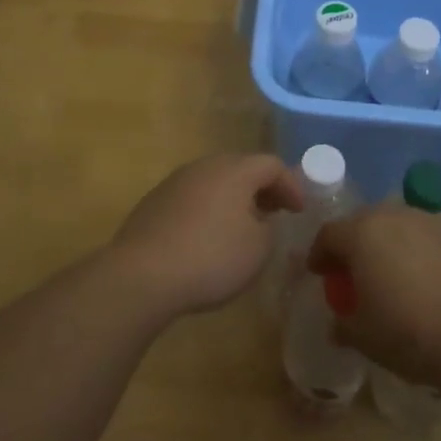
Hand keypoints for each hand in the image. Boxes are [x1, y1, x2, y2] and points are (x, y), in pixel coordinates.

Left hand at [108, 153, 304, 316]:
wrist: (141, 275)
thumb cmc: (210, 258)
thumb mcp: (258, 250)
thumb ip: (269, 229)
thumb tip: (260, 221)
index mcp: (234, 170)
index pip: (271, 165)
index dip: (291, 185)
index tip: (299, 211)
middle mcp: (204, 166)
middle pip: (241, 168)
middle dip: (262, 189)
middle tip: (275, 212)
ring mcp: (175, 182)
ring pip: (214, 182)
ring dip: (233, 199)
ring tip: (242, 226)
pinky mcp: (154, 203)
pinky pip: (192, 199)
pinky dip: (208, 210)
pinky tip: (207, 238)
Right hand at [307, 208, 440, 390]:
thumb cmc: (410, 333)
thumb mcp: (365, 339)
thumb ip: (344, 326)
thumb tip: (337, 324)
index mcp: (362, 235)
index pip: (329, 234)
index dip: (320, 254)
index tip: (320, 273)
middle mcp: (394, 216)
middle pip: (365, 222)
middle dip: (357, 244)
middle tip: (357, 273)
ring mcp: (432, 220)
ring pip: (401, 226)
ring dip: (393, 245)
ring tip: (398, 275)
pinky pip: (432, 237)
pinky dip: (425, 252)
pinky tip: (434, 280)